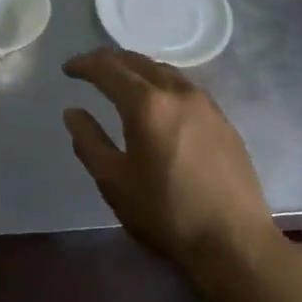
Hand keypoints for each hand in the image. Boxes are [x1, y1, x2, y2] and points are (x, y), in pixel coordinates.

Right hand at [62, 49, 273, 269]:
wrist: (234, 242)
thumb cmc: (165, 212)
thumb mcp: (114, 181)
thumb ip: (89, 141)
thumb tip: (73, 112)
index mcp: (146, 104)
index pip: (108, 69)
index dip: (85, 64)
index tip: (68, 68)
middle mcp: (177, 92)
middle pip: (138, 62)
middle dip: (110, 60)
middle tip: (90, 67)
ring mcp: (205, 104)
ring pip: (164, 71)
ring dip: (138, 68)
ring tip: (122, 79)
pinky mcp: (223, 120)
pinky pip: (184, 87)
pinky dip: (161, 82)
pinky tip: (158, 101)